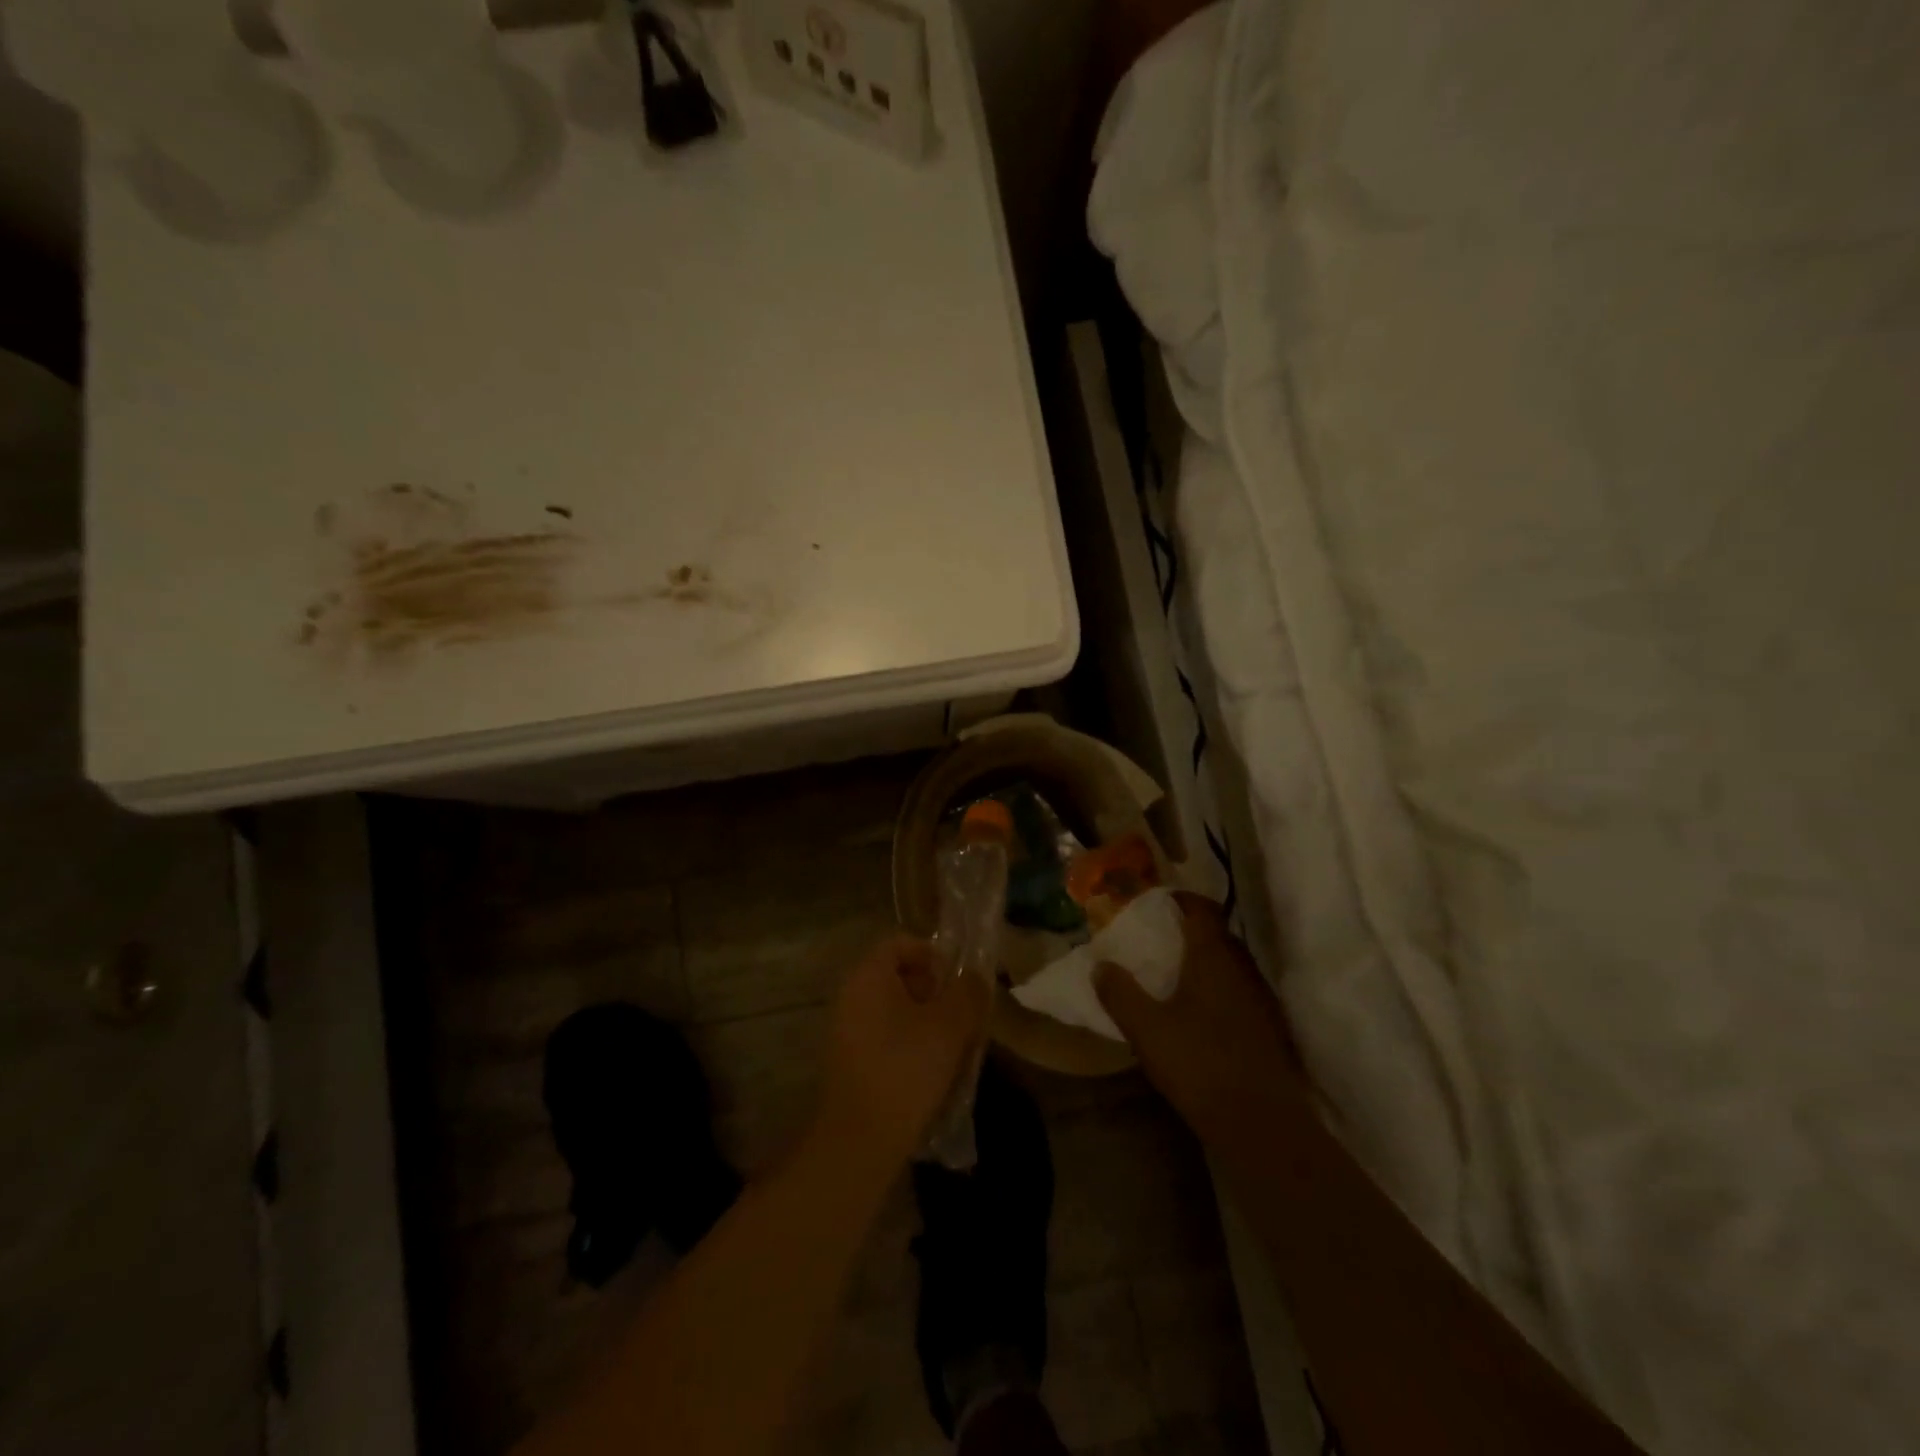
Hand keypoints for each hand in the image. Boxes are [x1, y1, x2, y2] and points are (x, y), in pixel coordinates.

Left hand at [814, 936, 990, 1176]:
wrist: (859, 1142)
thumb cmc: (906, 1069)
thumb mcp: (950, 1026)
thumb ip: (968, 992)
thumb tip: (974, 978)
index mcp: (868, 976)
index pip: (901, 943)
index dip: (934, 954)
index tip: (959, 981)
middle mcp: (851, 997)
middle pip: (900, 977)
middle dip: (936, 993)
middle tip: (964, 1017)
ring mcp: (847, 1032)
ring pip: (896, 1012)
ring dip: (928, 1023)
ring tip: (956, 1048)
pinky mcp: (850, 1064)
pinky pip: (886, 1039)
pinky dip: (911, 1047)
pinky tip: (934, 1075)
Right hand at [1094, 893, 1300, 1143]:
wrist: (1261, 1122)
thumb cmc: (1199, 1063)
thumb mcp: (1146, 1028)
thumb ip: (1120, 993)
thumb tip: (1101, 965)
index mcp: (1213, 956)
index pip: (1202, 908)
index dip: (1181, 899)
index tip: (1158, 902)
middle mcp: (1243, 968)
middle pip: (1218, 934)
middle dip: (1190, 930)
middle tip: (1160, 938)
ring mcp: (1261, 998)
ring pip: (1231, 964)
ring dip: (1206, 961)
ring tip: (1176, 974)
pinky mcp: (1270, 1027)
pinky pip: (1240, 991)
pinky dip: (1219, 989)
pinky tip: (1201, 1013)